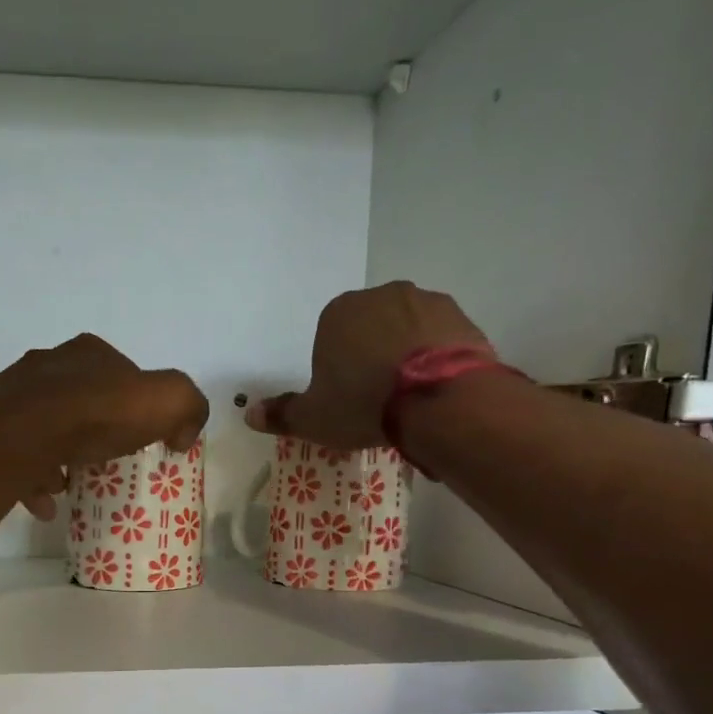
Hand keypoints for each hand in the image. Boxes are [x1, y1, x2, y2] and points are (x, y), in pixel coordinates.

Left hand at [0, 334, 209, 518]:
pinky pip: (18, 454)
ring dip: (59, 456)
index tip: (139, 435)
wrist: (28, 435)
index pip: (119, 372)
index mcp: (88, 352)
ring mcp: (13, 394)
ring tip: (71, 484)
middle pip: (77, 398)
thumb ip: (188, 408)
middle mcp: (46, 364)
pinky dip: (34, 478)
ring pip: (43, 426)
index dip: (133, 404)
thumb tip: (183, 435)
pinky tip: (46, 503)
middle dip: (92, 430)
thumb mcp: (168, 401)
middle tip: (104, 460)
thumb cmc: (99, 414)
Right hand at [246, 282, 496, 448]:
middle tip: (375, 398)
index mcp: (338, 313)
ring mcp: (426, 301)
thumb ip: (282, 413)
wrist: (438, 401)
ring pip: (406, 330)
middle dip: (371, 356)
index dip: (335, 368)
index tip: (344, 397)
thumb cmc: (363, 404)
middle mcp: (381, 295)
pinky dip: (436, 358)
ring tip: (408, 397)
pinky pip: (440, 338)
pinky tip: (435, 389)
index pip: (329, 336)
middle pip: (370, 328)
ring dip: (405, 354)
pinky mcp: (462, 317)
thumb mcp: (314, 418)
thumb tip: (250, 413)